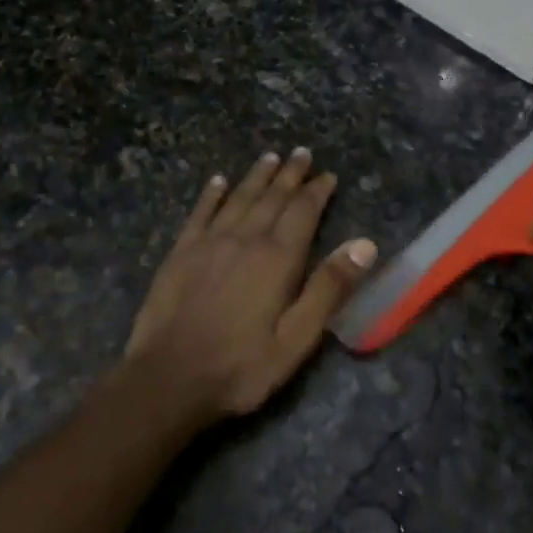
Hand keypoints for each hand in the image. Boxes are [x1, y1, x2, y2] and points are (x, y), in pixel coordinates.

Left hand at [123, 147, 377, 422]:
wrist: (168, 379)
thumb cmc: (241, 366)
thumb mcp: (297, 339)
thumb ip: (329, 288)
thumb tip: (364, 244)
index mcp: (277, 259)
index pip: (303, 212)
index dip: (317, 191)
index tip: (328, 175)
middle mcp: (244, 239)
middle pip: (272, 198)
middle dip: (289, 174)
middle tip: (301, 153)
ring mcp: (208, 243)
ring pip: (238, 198)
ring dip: (256, 176)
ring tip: (269, 157)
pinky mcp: (180, 253)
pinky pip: (200, 213)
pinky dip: (211, 195)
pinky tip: (218, 181)